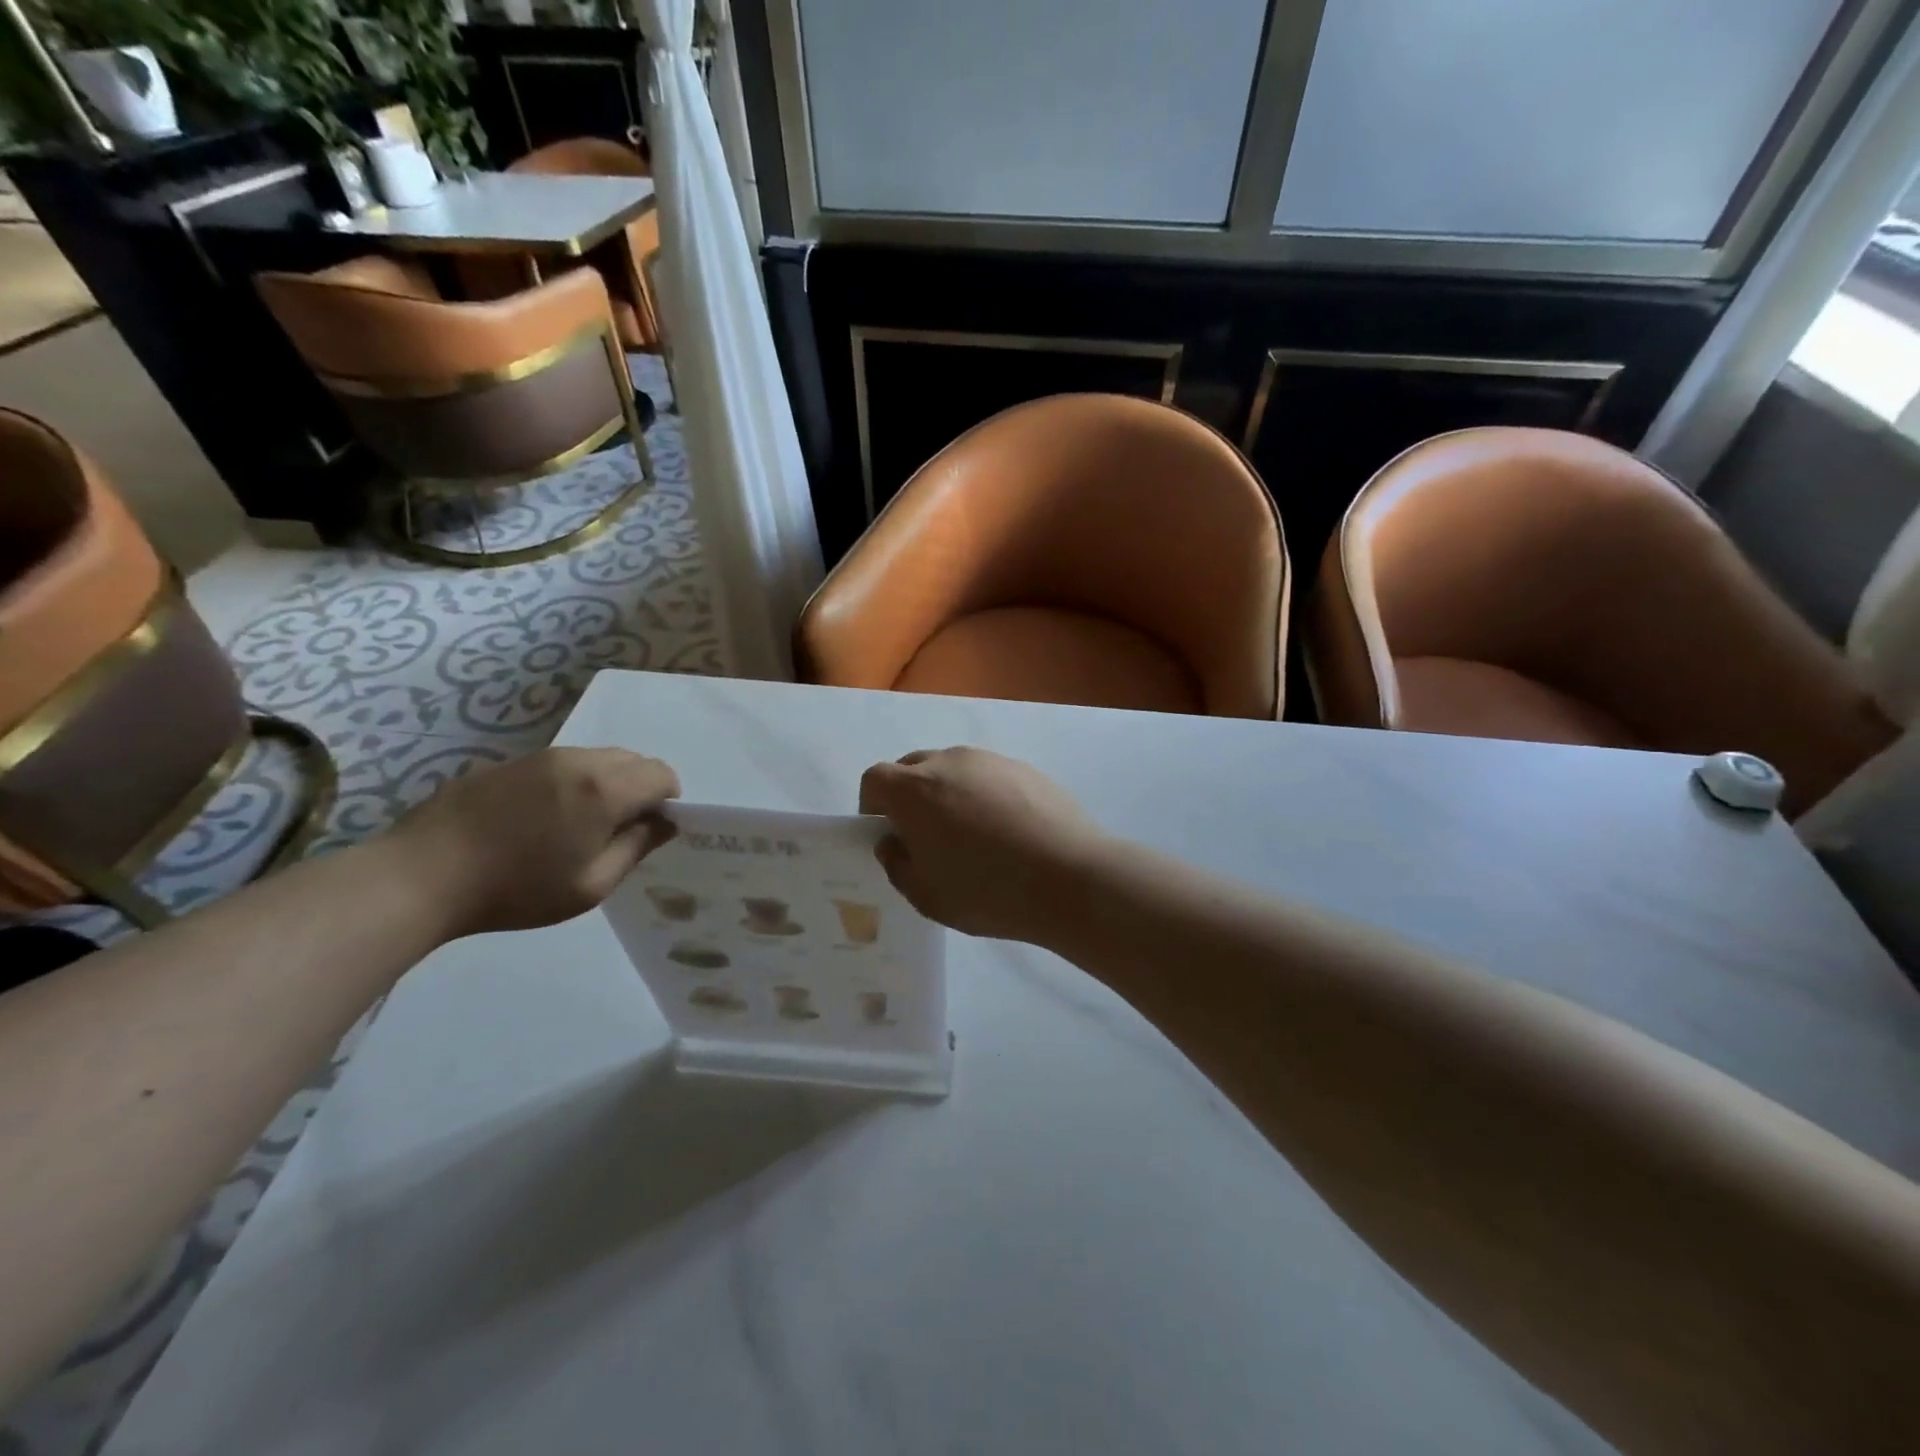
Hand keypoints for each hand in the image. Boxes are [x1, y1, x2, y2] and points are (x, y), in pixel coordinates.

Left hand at [390, 748, 679, 937]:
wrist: (421, 876)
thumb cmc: (516, 889)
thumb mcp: (591, 886)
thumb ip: (636, 848)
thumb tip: (664, 823)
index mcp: (604, 789)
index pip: (662, 775)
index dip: (668, 801)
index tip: (649, 831)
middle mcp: (578, 761)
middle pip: (633, 760)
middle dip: (640, 789)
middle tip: (616, 831)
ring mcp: (541, 757)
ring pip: (598, 758)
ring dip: (606, 784)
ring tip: (577, 826)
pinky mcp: (511, 762)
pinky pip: (563, 763)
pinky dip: (573, 782)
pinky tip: (541, 819)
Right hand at [858, 747, 1106, 943]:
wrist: (1069, 877)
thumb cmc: (987, 891)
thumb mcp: (926, 895)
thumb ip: (898, 864)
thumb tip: (894, 842)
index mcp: (914, 789)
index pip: (875, 779)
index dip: (872, 805)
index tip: (888, 833)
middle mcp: (950, 762)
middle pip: (913, 768)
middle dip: (909, 796)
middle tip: (927, 836)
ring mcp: (991, 761)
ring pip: (954, 769)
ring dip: (948, 793)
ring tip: (973, 835)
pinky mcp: (1026, 769)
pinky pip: (989, 776)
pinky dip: (985, 795)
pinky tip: (1008, 831)